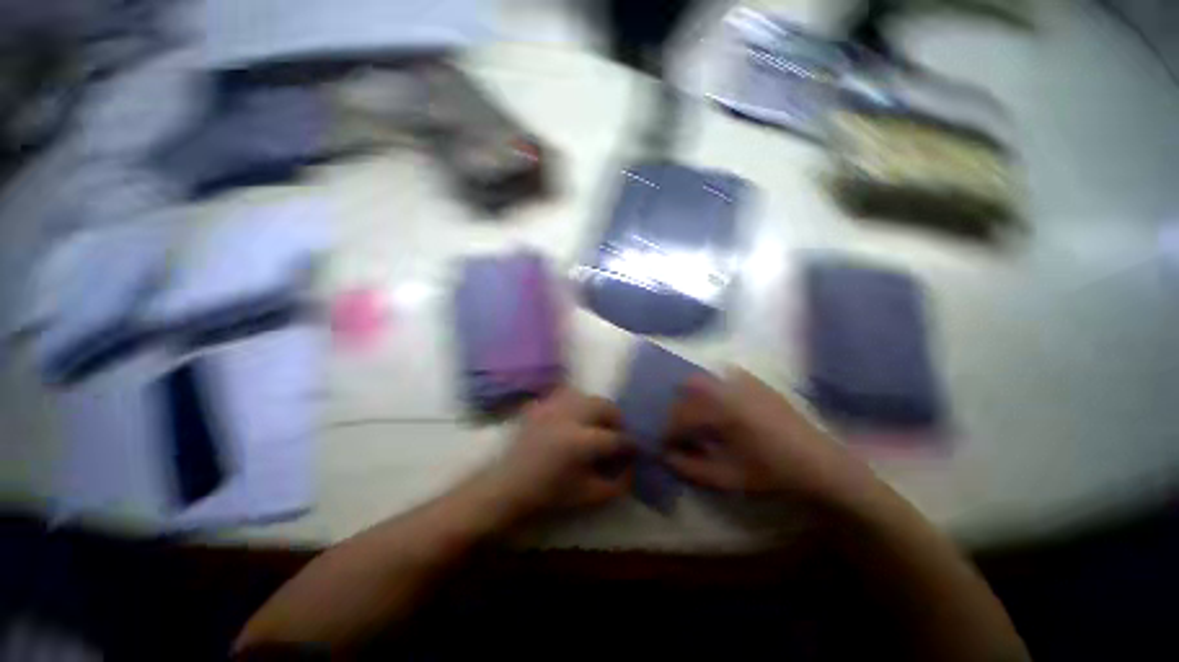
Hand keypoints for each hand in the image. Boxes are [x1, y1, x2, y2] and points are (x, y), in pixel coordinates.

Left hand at [493, 387, 633, 513]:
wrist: (508, 486)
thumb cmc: (549, 494)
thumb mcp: (588, 495)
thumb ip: (617, 484)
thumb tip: (633, 469)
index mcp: (581, 441)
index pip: (615, 437)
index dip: (630, 443)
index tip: (635, 449)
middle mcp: (569, 417)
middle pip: (604, 405)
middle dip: (617, 419)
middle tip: (617, 433)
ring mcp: (553, 407)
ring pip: (587, 396)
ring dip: (598, 408)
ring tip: (598, 423)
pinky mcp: (542, 405)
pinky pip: (566, 395)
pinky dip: (577, 403)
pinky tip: (575, 417)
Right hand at [664, 369, 871, 503]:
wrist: (821, 465)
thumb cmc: (773, 474)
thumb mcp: (728, 478)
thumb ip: (691, 467)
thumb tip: (665, 456)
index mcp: (721, 411)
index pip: (680, 415)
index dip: (667, 431)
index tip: (664, 445)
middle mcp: (728, 387)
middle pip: (687, 389)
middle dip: (678, 409)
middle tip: (682, 432)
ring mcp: (744, 380)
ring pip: (704, 379)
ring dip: (694, 397)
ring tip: (699, 420)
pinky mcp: (755, 381)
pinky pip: (723, 376)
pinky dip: (713, 389)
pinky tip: (721, 410)